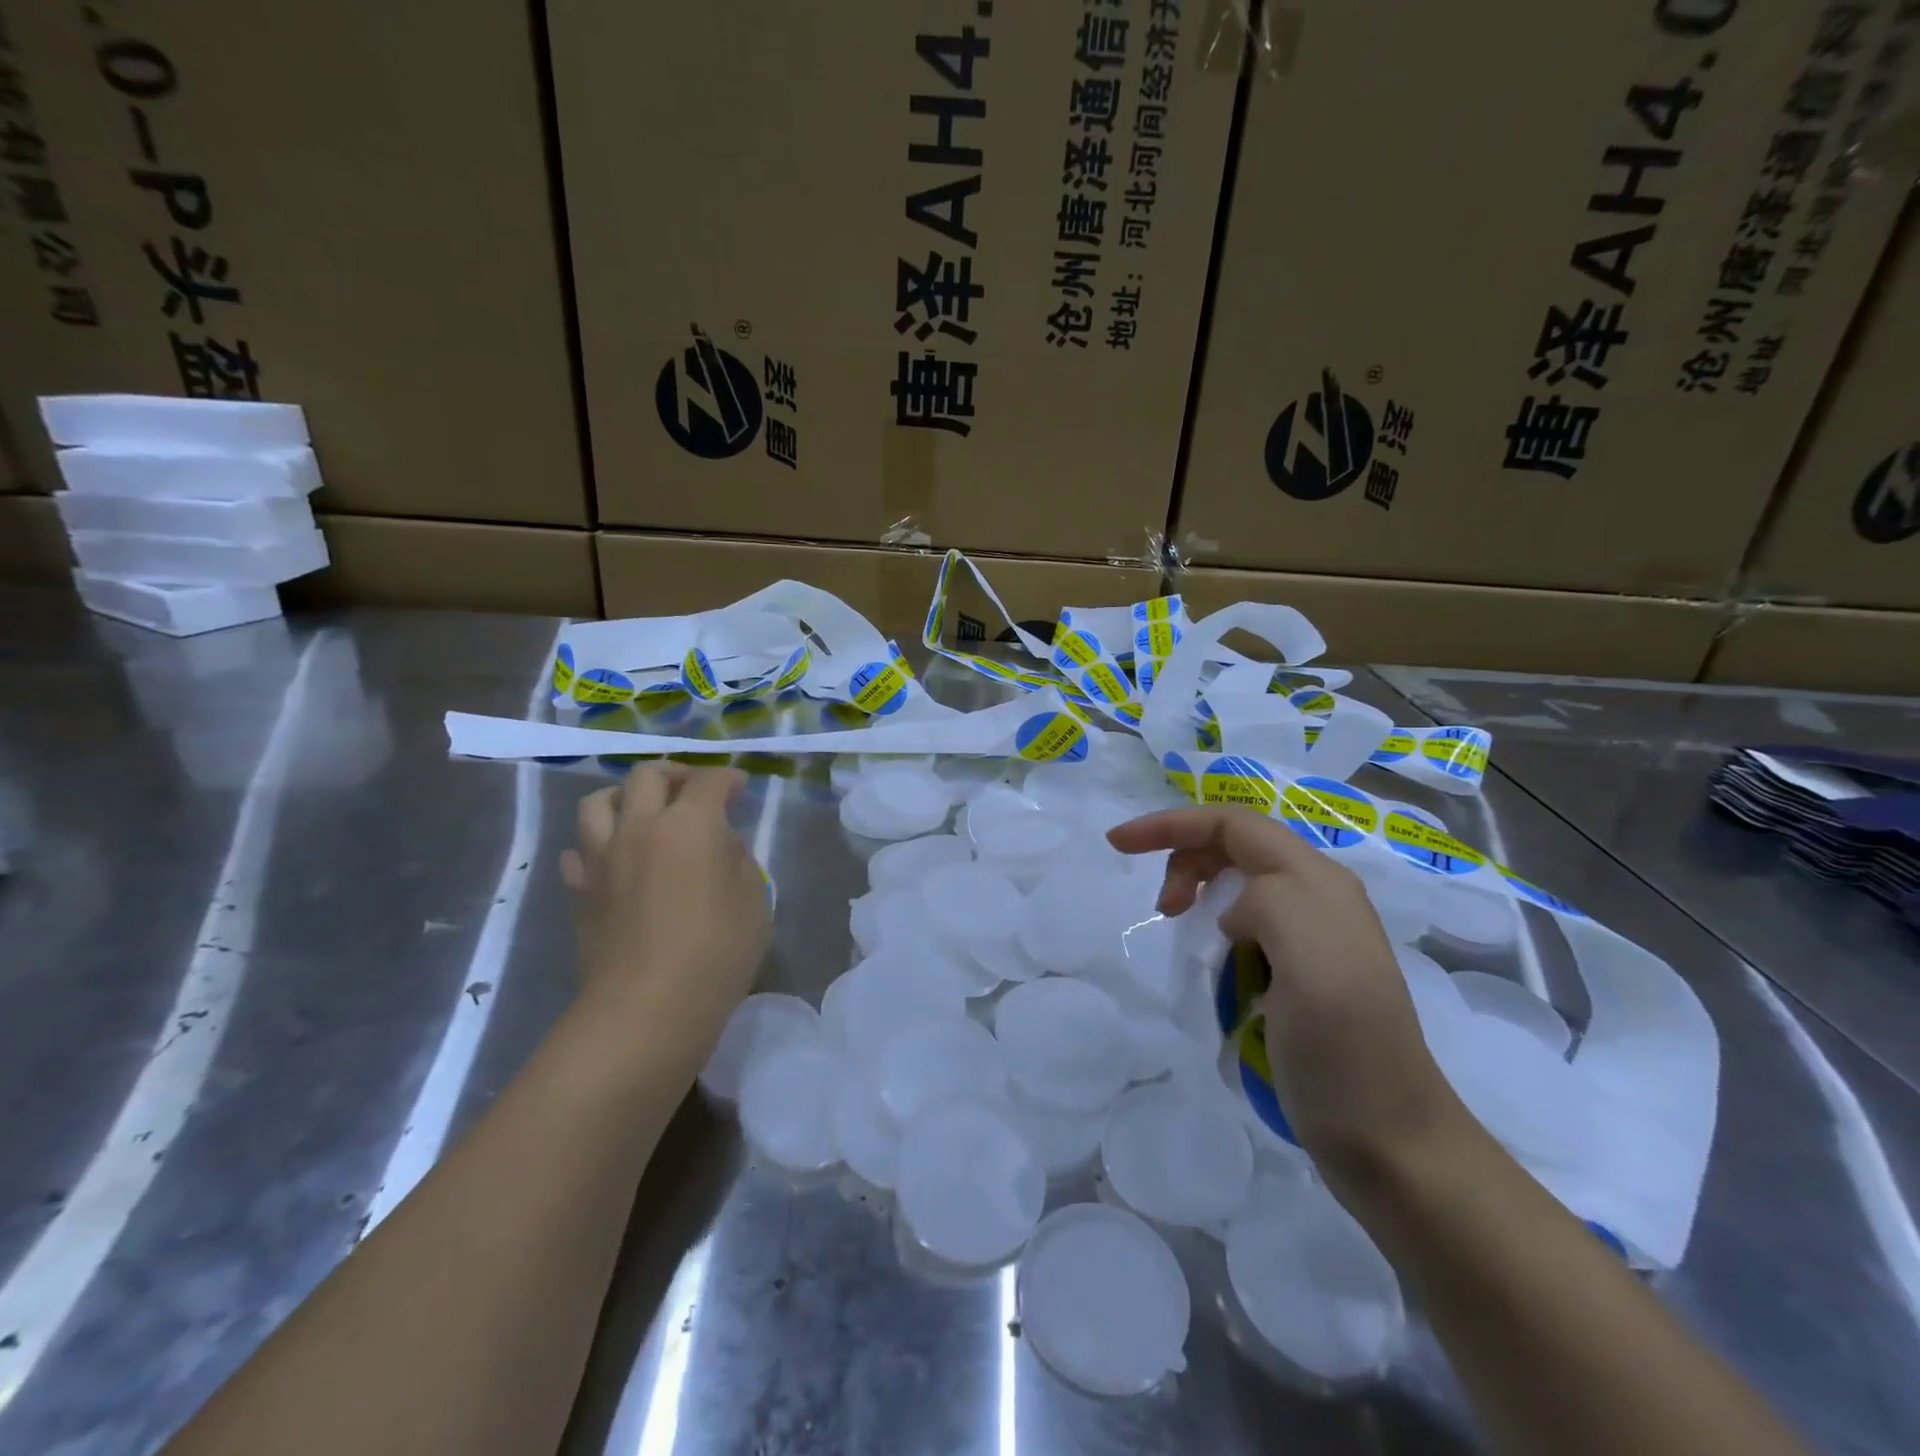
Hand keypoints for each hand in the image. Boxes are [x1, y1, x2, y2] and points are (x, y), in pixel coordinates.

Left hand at [561, 764, 771, 1044]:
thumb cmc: (717, 951)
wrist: (648, 1007)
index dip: (729, 777)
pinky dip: (596, 844)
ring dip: (624, 797)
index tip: (740, 786)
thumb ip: (738, 859)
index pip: (709, 781)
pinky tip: (614, 860)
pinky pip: (578, 850)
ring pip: (598, 802)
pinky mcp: (580, 891)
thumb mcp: (754, 899)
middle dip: (675, 774)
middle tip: (692, 790)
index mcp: (691, 824)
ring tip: (642, 813)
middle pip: (647, 776)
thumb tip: (719, 845)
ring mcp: (602, 858)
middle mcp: (641, 828)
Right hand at [1108, 806, 1467, 1195]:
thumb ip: (1268, 905)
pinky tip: (1211, 958)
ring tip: (1181, 929)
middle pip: (1235, 846)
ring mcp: (1312, 937)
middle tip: (1163, 909)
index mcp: (1318, 882)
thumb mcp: (1313, 965)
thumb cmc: (1345, 1051)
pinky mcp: (1301, 972)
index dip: (1172, 824)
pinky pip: (1246, 924)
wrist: (1391, 1142)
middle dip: (1185, 858)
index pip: (1233, 824)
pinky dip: (1213, 925)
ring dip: (1199, 890)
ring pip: (1240, 883)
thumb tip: (1230, 914)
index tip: (1118, 845)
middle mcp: (1318, 897)